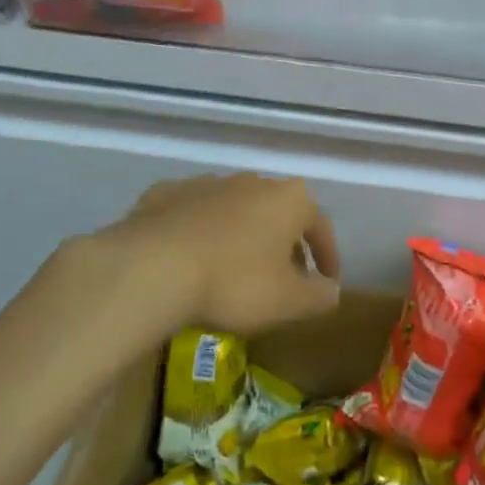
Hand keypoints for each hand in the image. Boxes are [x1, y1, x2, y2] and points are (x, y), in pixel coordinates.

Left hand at [51, 173, 341, 339]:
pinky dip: (200, 232)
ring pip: (236, 210)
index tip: (327, 280)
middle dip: (285, 244)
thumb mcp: (289, 302)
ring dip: (242, 235)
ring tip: (235, 269)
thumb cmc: (234, 282)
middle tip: (283, 278)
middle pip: (279, 213)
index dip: (328, 255)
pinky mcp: (166, 194)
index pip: (321, 226)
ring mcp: (207, 183)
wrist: (152, 267)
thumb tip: (332, 290)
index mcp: (290, 200)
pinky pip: (193, 214)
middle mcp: (253, 182)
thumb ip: (320, 296)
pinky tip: (191, 258)